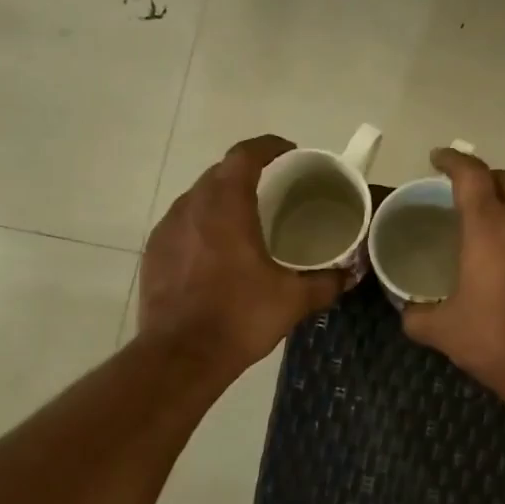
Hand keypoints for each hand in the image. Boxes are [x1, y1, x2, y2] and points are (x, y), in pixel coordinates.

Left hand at [139, 136, 346, 373]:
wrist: (181, 356)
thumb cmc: (239, 318)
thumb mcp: (292, 301)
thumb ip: (326, 282)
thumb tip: (351, 274)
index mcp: (227, 205)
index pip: (245, 155)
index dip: (268, 147)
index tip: (289, 153)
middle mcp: (192, 206)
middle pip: (220, 173)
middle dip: (247, 174)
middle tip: (274, 191)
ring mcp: (167, 228)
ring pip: (198, 198)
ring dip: (222, 200)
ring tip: (246, 222)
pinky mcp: (154, 253)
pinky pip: (182, 225)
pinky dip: (202, 227)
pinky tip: (216, 253)